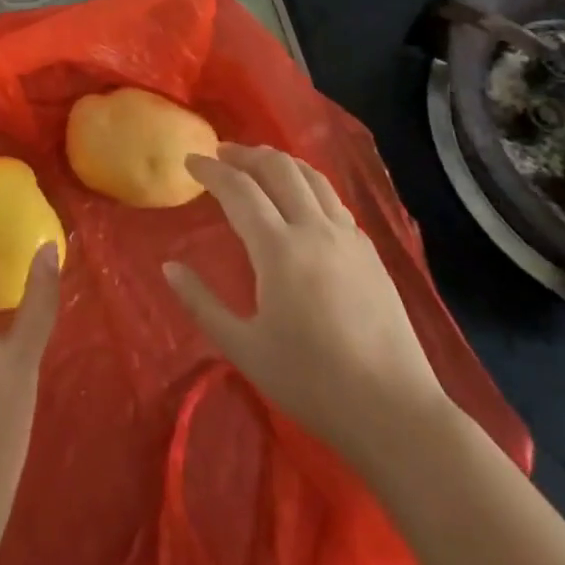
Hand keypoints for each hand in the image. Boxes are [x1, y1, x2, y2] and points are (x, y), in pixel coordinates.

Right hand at [164, 144, 450, 460]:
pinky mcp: (370, 251)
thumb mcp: (244, 348)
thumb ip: (201, 303)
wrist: (394, 411)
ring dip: (279, 161)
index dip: (211, 170)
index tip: (190, 160)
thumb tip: (169, 267)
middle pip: (278, 168)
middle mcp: (314, 229)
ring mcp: (348, 237)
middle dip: (245, 154)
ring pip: (311, 176)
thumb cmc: (311, 382)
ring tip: (257, 163)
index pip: (239, 189)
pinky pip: (332, 199)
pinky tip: (300, 200)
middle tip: (221, 153)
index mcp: (279, 249)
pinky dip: (307, 184)